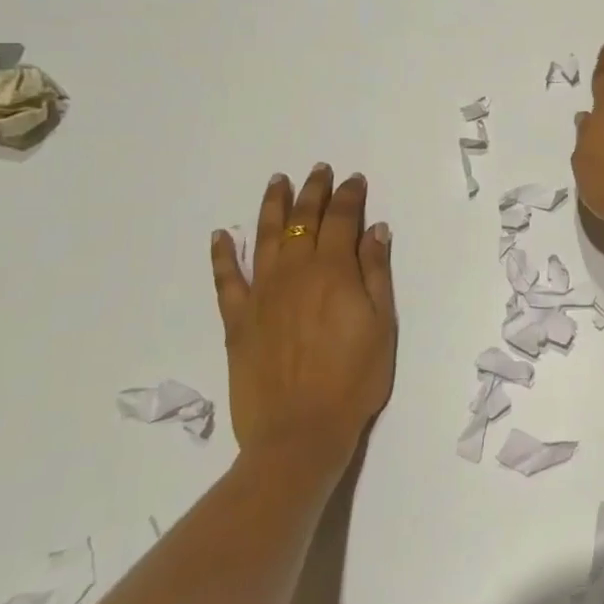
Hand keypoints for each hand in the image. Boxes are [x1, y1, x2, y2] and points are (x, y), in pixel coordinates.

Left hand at [210, 165, 395, 469]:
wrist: (300, 433)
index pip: (342, 220)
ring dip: (271, 206)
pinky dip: (222, 255)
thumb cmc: (354, 379)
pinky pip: (226, 279)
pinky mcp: (238, 320)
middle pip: (302, 221)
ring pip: (264, 238)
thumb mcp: (382, 324)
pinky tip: (221, 235)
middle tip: (319, 170)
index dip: (349, 196)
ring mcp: (262, 295)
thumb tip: (375, 229)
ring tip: (276, 182)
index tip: (354, 179)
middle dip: (313, 192)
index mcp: (334, 272)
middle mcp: (295, 273)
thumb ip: (376, 272)